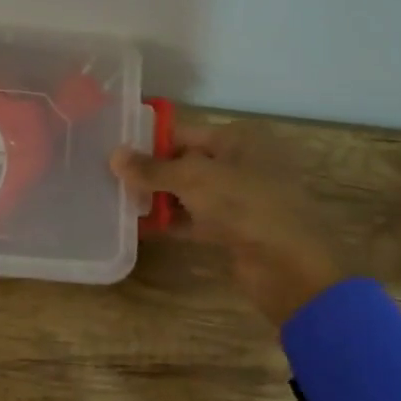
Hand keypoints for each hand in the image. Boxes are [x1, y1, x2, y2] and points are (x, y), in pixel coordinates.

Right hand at [112, 120, 345, 326]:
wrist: (291, 267)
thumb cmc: (246, 206)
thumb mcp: (194, 180)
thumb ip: (152, 169)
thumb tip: (113, 156)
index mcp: (239, 139)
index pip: (183, 133)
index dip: (148, 143)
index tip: (112, 153)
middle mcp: (241, 162)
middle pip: (185, 163)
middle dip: (151, 172)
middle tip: (109, 179)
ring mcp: (240, 198)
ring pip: (189, 192)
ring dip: (159, 199)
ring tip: (118, 202)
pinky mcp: (235, 229)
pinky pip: (196, 219)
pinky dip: (173, 222)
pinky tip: (141, 227)